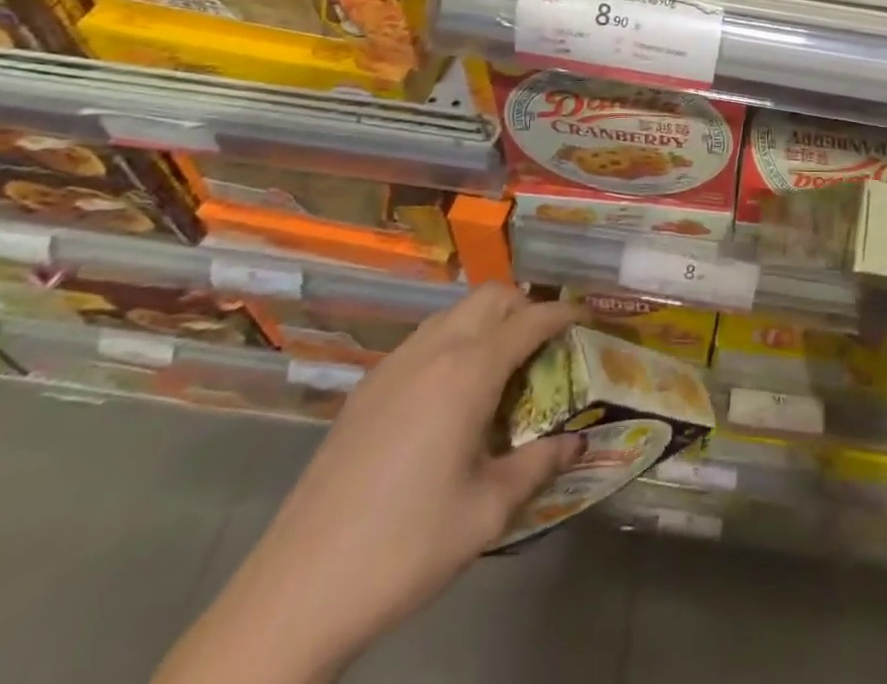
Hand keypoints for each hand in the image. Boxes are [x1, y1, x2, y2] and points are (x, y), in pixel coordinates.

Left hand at [156, 285, 582, 683]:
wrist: (298, 590)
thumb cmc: (407, 546)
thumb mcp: (488, 512)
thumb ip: (539, 465)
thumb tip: (577, 442)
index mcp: (468, 372)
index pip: (529, 320)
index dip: (564, 314)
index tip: (588, 317)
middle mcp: (432, 351)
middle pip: (490, 296)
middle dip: (525, 306)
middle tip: (546, 346)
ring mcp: (393, 365)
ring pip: (454, 313)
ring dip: (487, 321)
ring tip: (503, 369)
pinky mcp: (366, 388)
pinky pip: (424, 339)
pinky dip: (454, 342)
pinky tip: (452, 397)